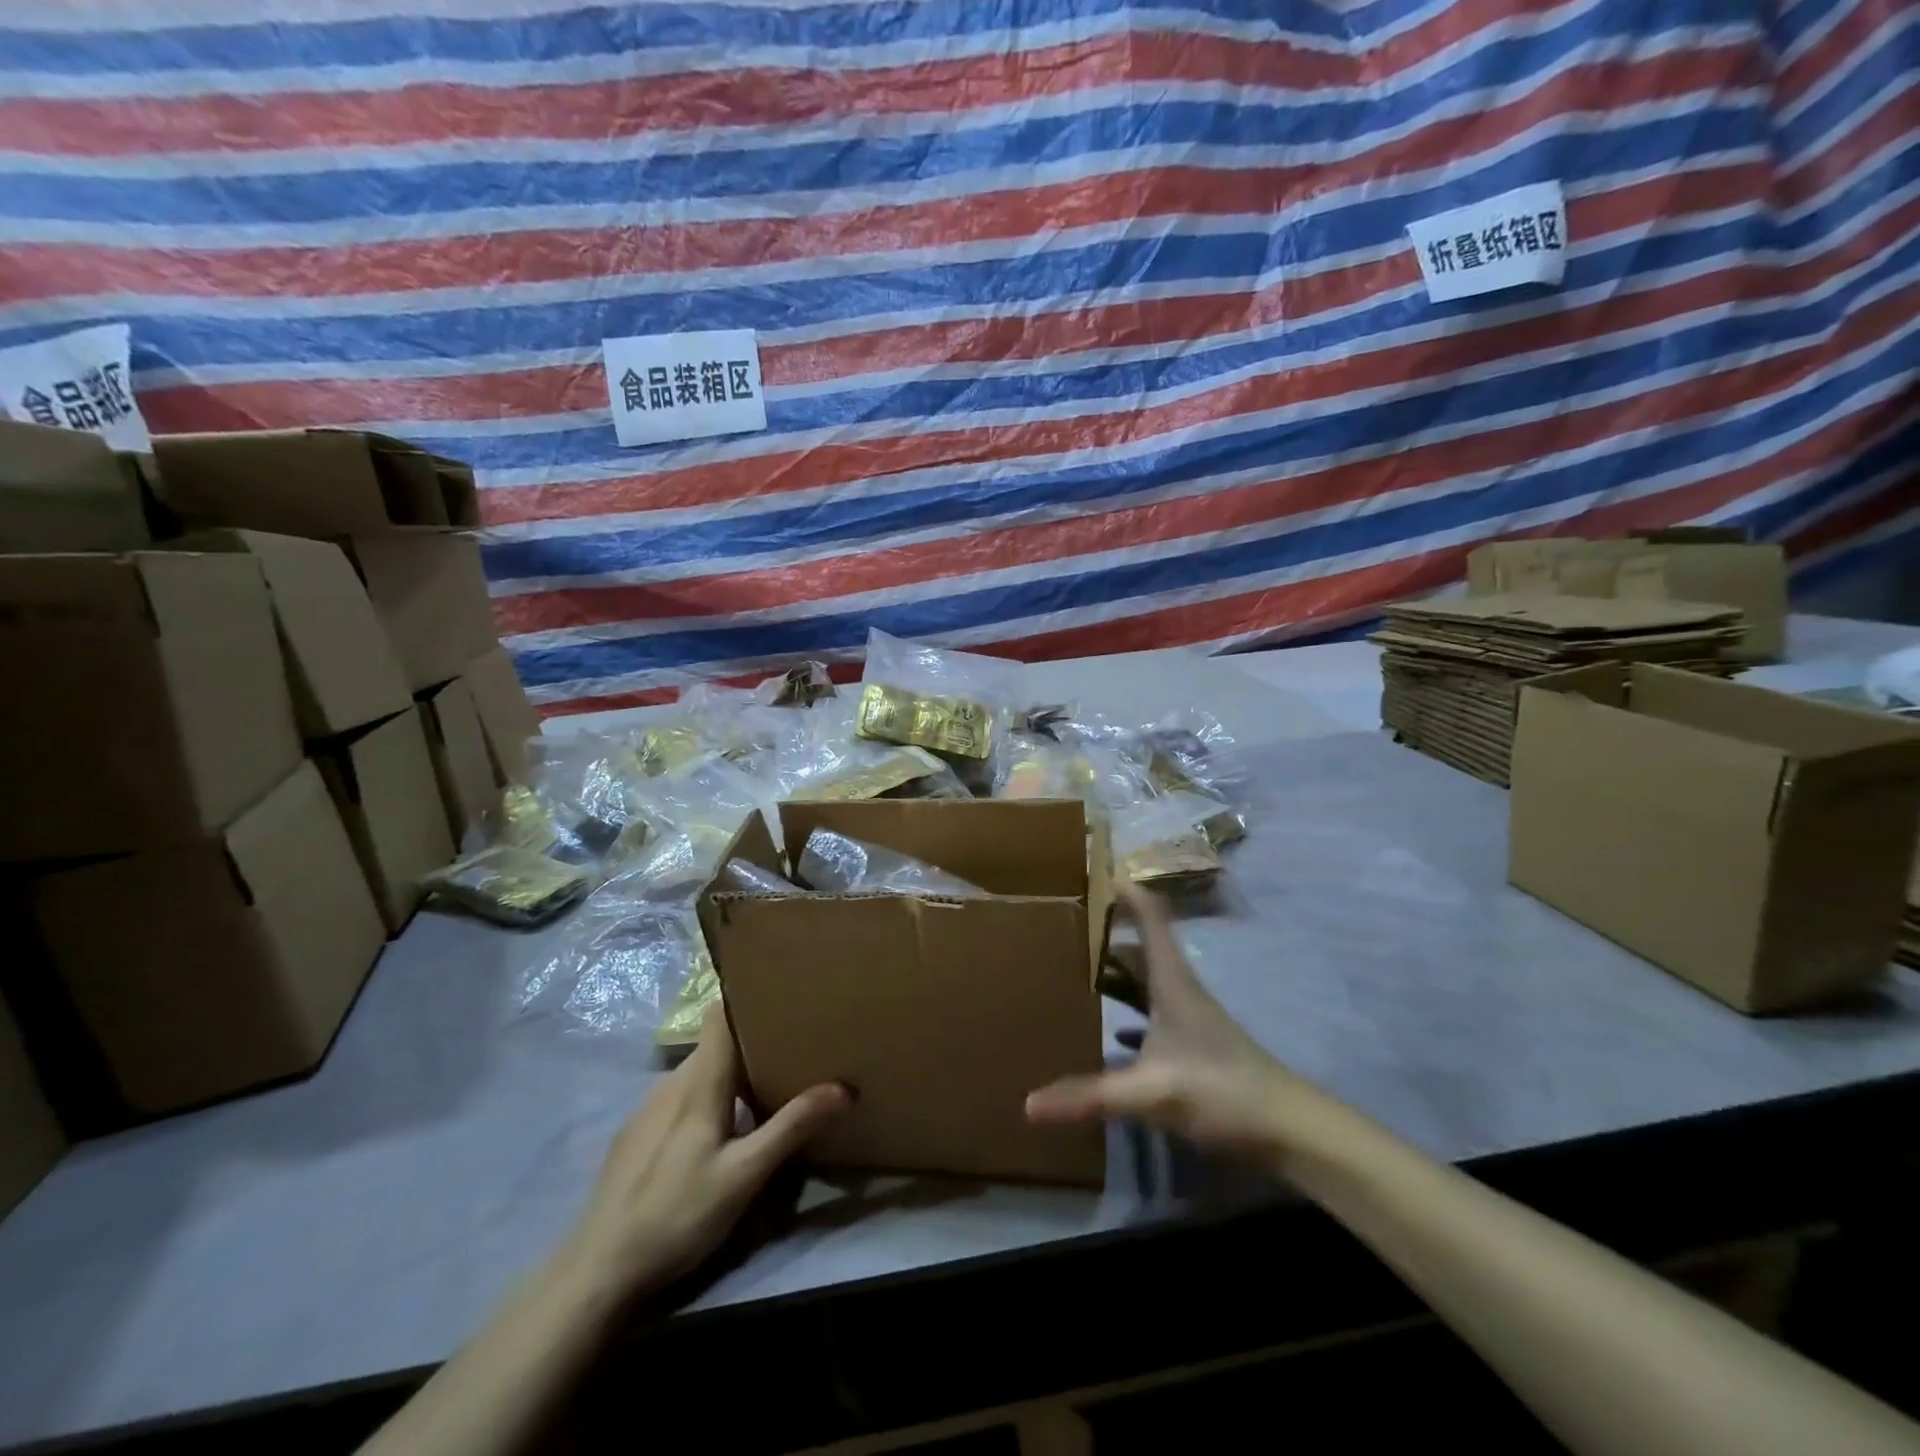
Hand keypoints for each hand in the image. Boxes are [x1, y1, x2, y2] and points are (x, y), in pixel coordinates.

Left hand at [560, 1007, 848, 1297]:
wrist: (597, 1270)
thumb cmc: (678, 1214)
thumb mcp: (744, 1175)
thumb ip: (791, 1127)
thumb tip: (843, 1087)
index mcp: (699, 1081)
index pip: (719, 1015)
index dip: (746, 999)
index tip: (780, 994)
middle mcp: (671, 1082)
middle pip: (714, 1044)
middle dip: (750, 1039)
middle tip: (791, 1045)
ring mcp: (648, 1107)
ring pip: (697, 1071)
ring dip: (728, 1070)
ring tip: (764, 1082)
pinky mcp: (636, 1133)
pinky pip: (679, 1095)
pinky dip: (706, 1095)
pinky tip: (719, 1127)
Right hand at [1026, 883, 1316, 1160]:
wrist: (1290, 1132)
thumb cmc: (1223, 1091)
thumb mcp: (1152, 1092)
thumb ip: (1090, 1096)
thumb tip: (1028, 1103)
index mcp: (1172, 981)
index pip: (1150, 917)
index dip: (1125, 891)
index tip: (1092, 872)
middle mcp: (1179, 990)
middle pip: (1141, 946)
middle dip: (1108, 929)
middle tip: (1064, 922)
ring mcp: (1187, 1020)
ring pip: (1145, 981)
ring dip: (1116, 970)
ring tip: (1075, 966)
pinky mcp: (1191, 1048)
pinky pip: (1150, 1016)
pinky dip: (1127, 1013)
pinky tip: (1109, 1032)